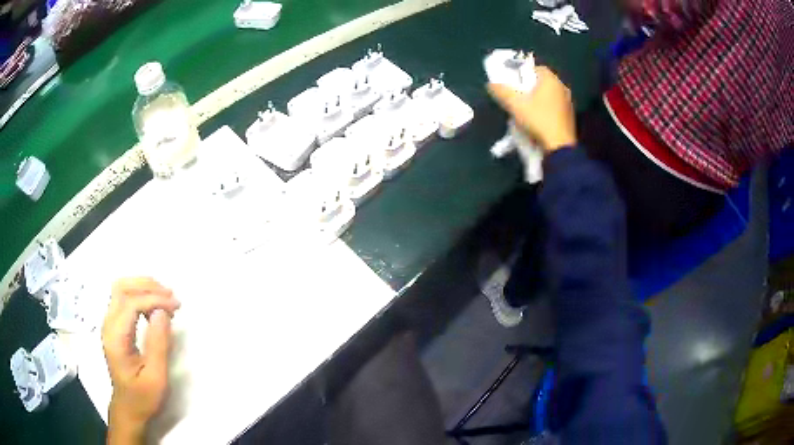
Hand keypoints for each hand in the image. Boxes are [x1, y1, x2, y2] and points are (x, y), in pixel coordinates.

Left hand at [102, 277, 179, 443]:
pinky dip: (141, 296)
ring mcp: (109, 323)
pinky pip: (124, 299)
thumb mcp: (156, 377)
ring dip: (144, 288)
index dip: (154, 299)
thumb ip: (158, 344)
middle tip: (171, 296)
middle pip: (121, 288)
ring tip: (166, 299)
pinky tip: (155, 308)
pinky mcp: (115, 325)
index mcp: (116, 338)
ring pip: (121, 289)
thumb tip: (163, 312)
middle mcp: (108, 325)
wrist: (129, 408)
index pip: (130, 303)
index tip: (176, 306)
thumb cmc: (143, 397)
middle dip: (147, 286)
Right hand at [488, 66, 576, 151]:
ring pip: (548, 94)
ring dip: (537, 98)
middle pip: (542, 81)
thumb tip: (491, 84)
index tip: (512, 81)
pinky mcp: (569, 117)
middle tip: (516, 94)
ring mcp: (568, 103)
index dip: (522, 72)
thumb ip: (502, 91)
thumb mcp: (515, 104)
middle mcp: (562, 88)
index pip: (535, 67)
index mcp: (551, 80)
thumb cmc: (538, 120)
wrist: (559, 147)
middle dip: (528, 86)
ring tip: (524, 107)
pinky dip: (544, 108)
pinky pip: (554, 106)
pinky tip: (536, 118)